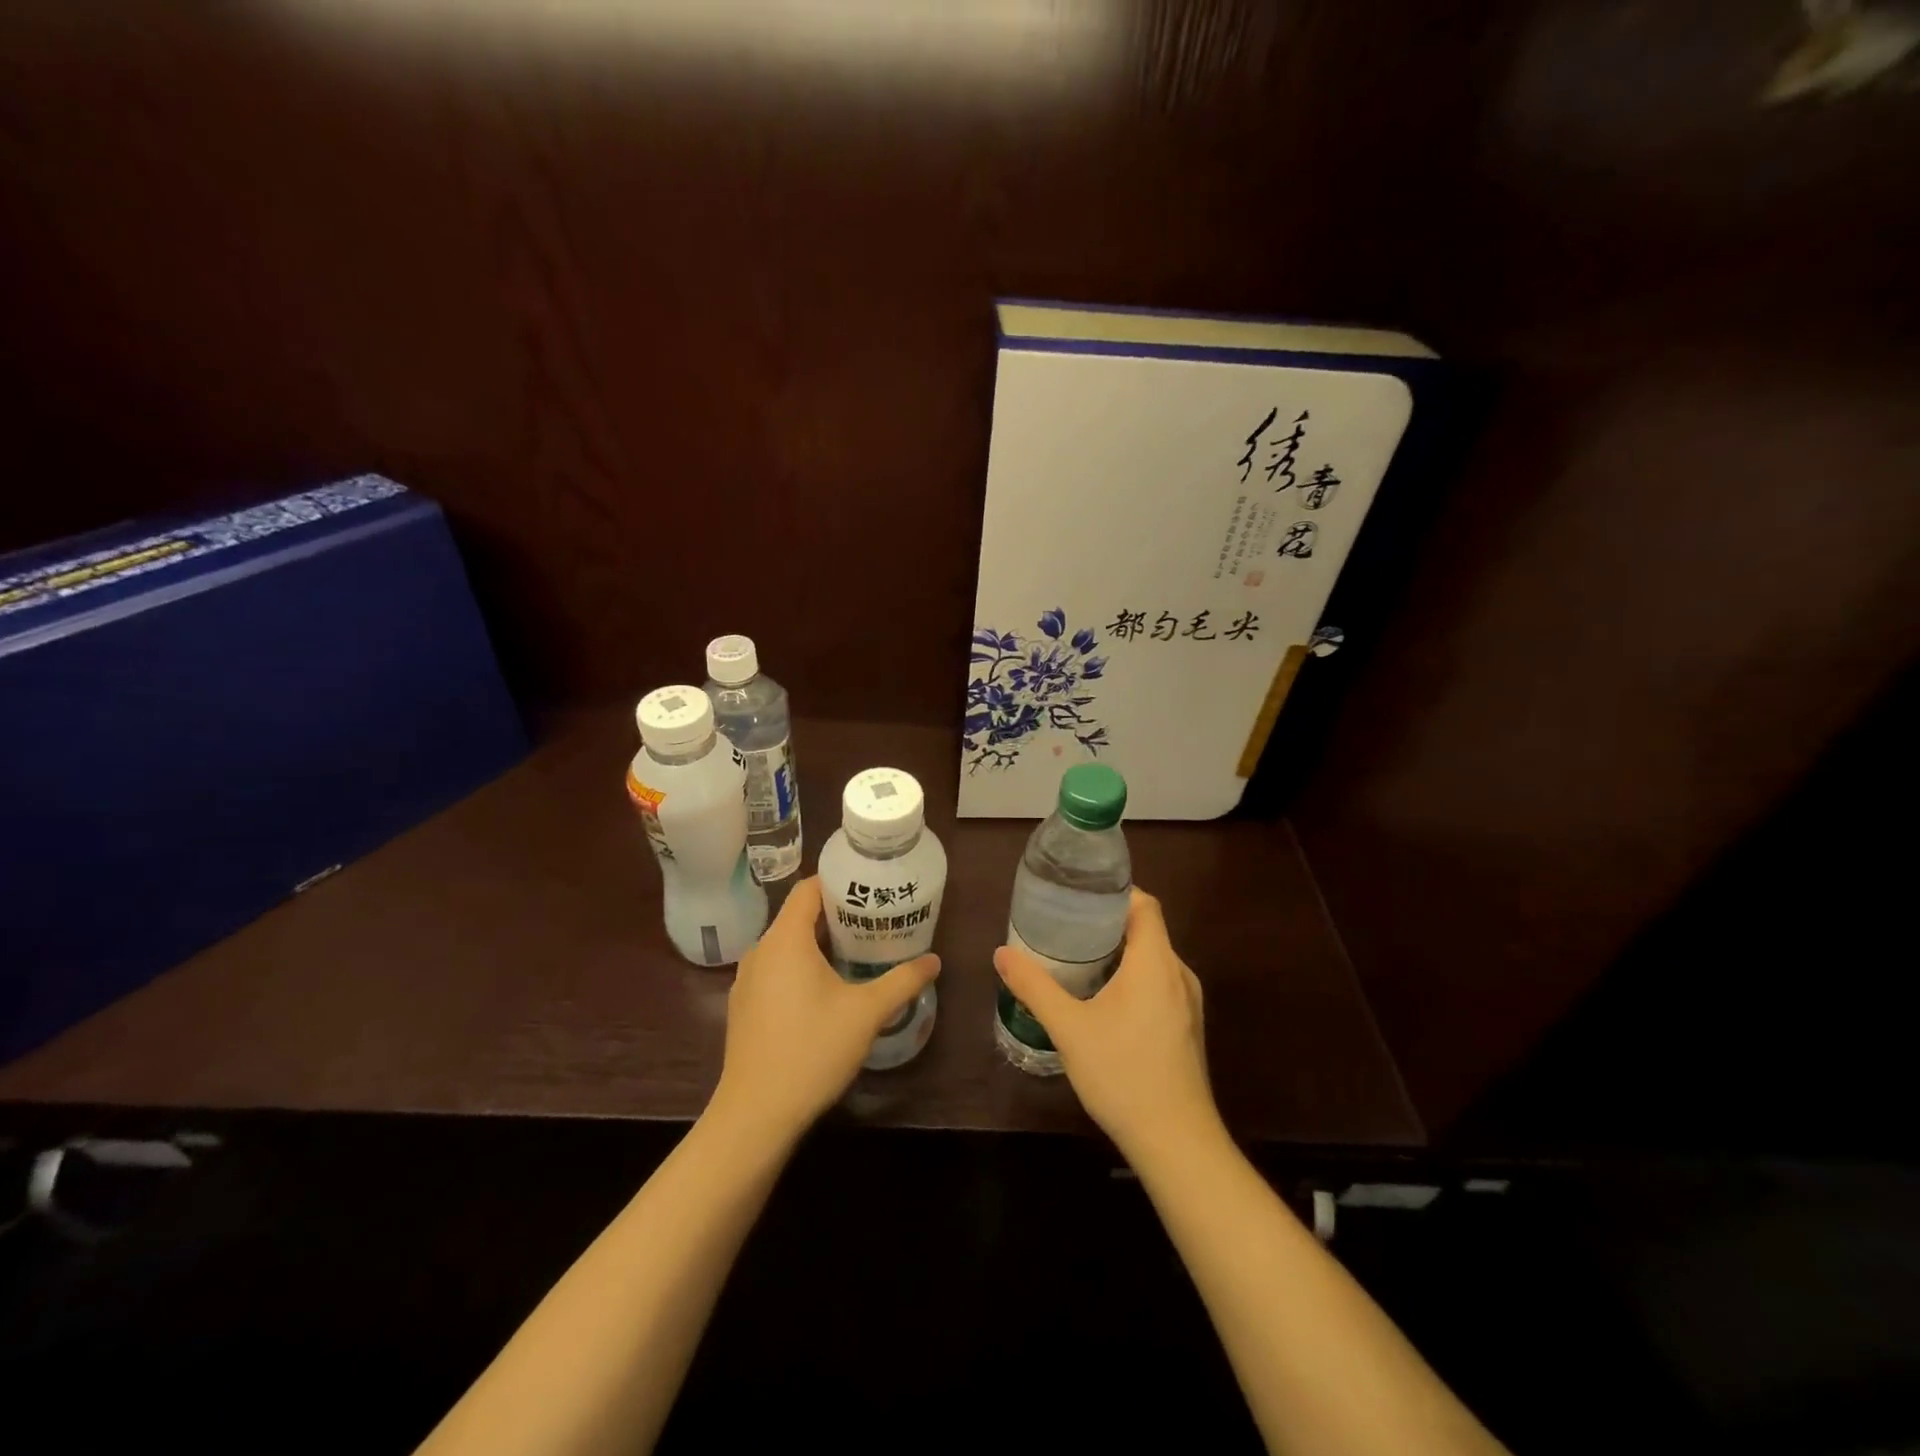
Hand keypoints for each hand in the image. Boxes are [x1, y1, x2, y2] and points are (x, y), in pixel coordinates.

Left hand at [710, 877, 939, 1143]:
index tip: (870, 887)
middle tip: (875, 921)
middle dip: (837, 914)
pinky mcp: (743, 1005)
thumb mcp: (866, 1013)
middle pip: (799, 915)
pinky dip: (800, 966)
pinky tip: (825, 990)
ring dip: (819, 943)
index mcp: (786, 939)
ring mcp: (747, 979)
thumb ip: (902, 981)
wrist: (755, 1114)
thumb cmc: (812, 1050)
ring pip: (787, 944)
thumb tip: (934, 961)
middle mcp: (760, 950)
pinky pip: (775, 969)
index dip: (839, 881)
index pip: (809, 888)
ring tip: (857, 952)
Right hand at [994, 887, 1218, 1162]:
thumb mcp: (1069, 1028)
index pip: (1145, 904)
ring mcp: (1188, 1003)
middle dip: (1107, 923)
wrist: (1176, 1142)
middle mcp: (1178, 974)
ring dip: (1119, 953)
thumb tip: (1001, 954)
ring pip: (1153, 960)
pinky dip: (1132, 978)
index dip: (1115, 892)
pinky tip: (1103, 1000)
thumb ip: (1035, 987)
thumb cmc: (1123, 1074)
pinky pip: (1159, 984)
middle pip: (1146, 930)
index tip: (1080, 895)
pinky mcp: (1186, 1027)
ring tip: (1078, 959)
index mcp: (1156, 962)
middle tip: (1066, 926)